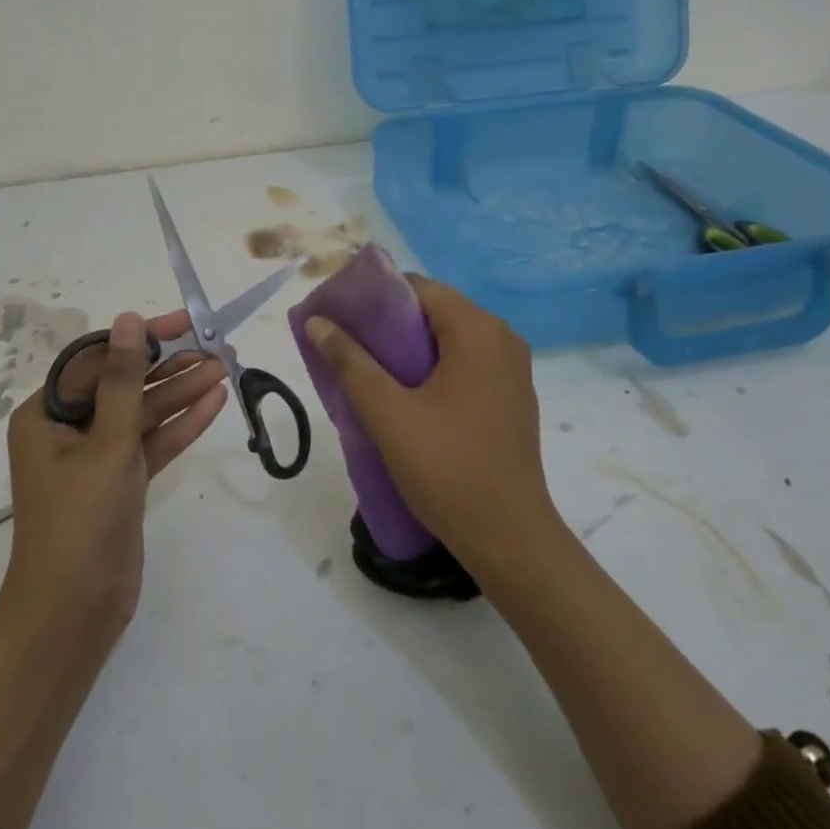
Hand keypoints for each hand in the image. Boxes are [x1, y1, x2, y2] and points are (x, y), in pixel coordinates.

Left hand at [0, 310, 227, 641]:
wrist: (74, 614)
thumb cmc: (80, 521)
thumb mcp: (107, 443)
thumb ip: (123, 380)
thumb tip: (129, 319)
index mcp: (46, 414)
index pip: (98, 360)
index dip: (142, 337)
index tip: (184, 322)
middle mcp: (68, 429)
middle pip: (124, 384)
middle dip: (170, 366)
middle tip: (216, 346)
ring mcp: (96, 457)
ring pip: (143, 413)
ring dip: (181, 393)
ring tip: (225, 369)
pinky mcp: (121, 482)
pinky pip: (152, 442)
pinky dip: (180, 425)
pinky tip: (214, 403)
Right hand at [302, 276, 556, 573]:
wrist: (511, 540)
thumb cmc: (448, 470)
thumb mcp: (388, 413)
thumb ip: (350, 361)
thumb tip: (317, 320)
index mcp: (478, 330)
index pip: (417, 288)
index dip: (374, 297)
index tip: (339, 317)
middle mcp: (502, 338)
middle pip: (433, 311)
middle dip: (386, 324)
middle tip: (345, 346)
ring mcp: (512, 369)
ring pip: (448, 339)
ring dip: (407, 349)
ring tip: (366, 371)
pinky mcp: (511, 396)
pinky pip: (464, 363)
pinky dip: (432, 368)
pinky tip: (404, 396)